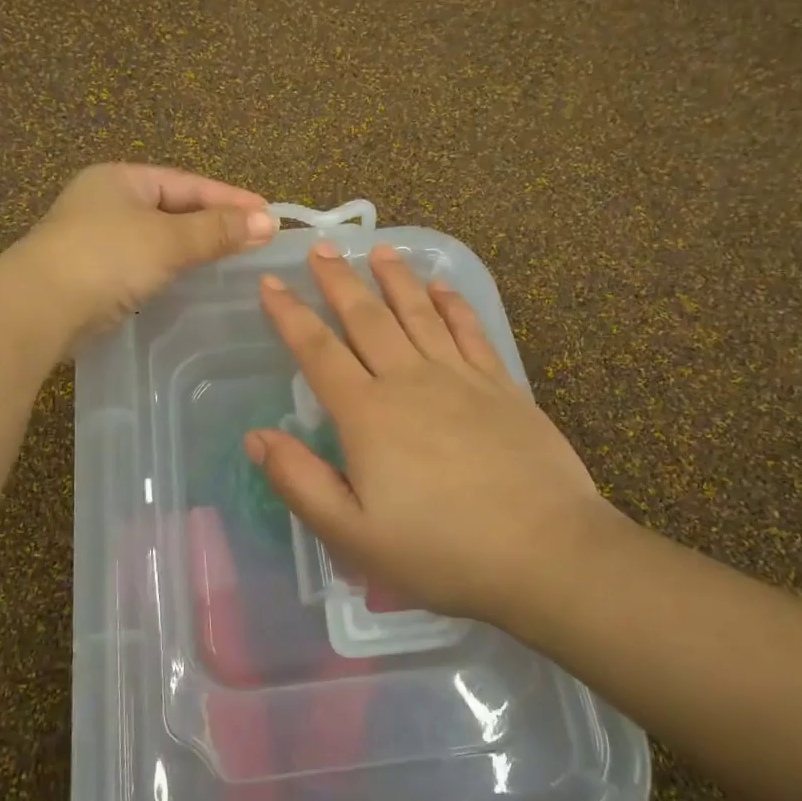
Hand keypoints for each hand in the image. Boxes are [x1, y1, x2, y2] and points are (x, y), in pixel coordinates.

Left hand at [15, 163, 276, 340]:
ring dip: (193, 247)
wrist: (37, 309)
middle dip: (214, 222)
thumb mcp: (167, 239)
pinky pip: (143, 263)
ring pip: (157, 237)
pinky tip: (189, 280)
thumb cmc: (105, 259)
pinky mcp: (91, 274)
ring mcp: (95, 238)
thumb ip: (217, 230)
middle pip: (173, 207)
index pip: (187, 183)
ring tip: (231, 258)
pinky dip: (170, 268)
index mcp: (121, 179)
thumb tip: (268, 222)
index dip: (230, 198)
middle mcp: (106, 201)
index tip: (269, 215)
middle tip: (255, 237)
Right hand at [246, 242, 627, 634]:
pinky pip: (470, 331)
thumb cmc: (440, 550)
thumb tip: (256, 437)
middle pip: (366, 318)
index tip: (271, 282)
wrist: (545, 552)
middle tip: (321, 248)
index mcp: (368, 414)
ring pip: (418, 313)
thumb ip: (300, 482)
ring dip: (395, 278)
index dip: (289, 315)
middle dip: (338, 280)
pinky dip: (453, 304)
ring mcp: (460, 378)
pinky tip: (443, 287)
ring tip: (377, 249)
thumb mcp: (352, 534)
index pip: (317, 351)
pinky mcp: (502, 386)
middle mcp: (410, 381)